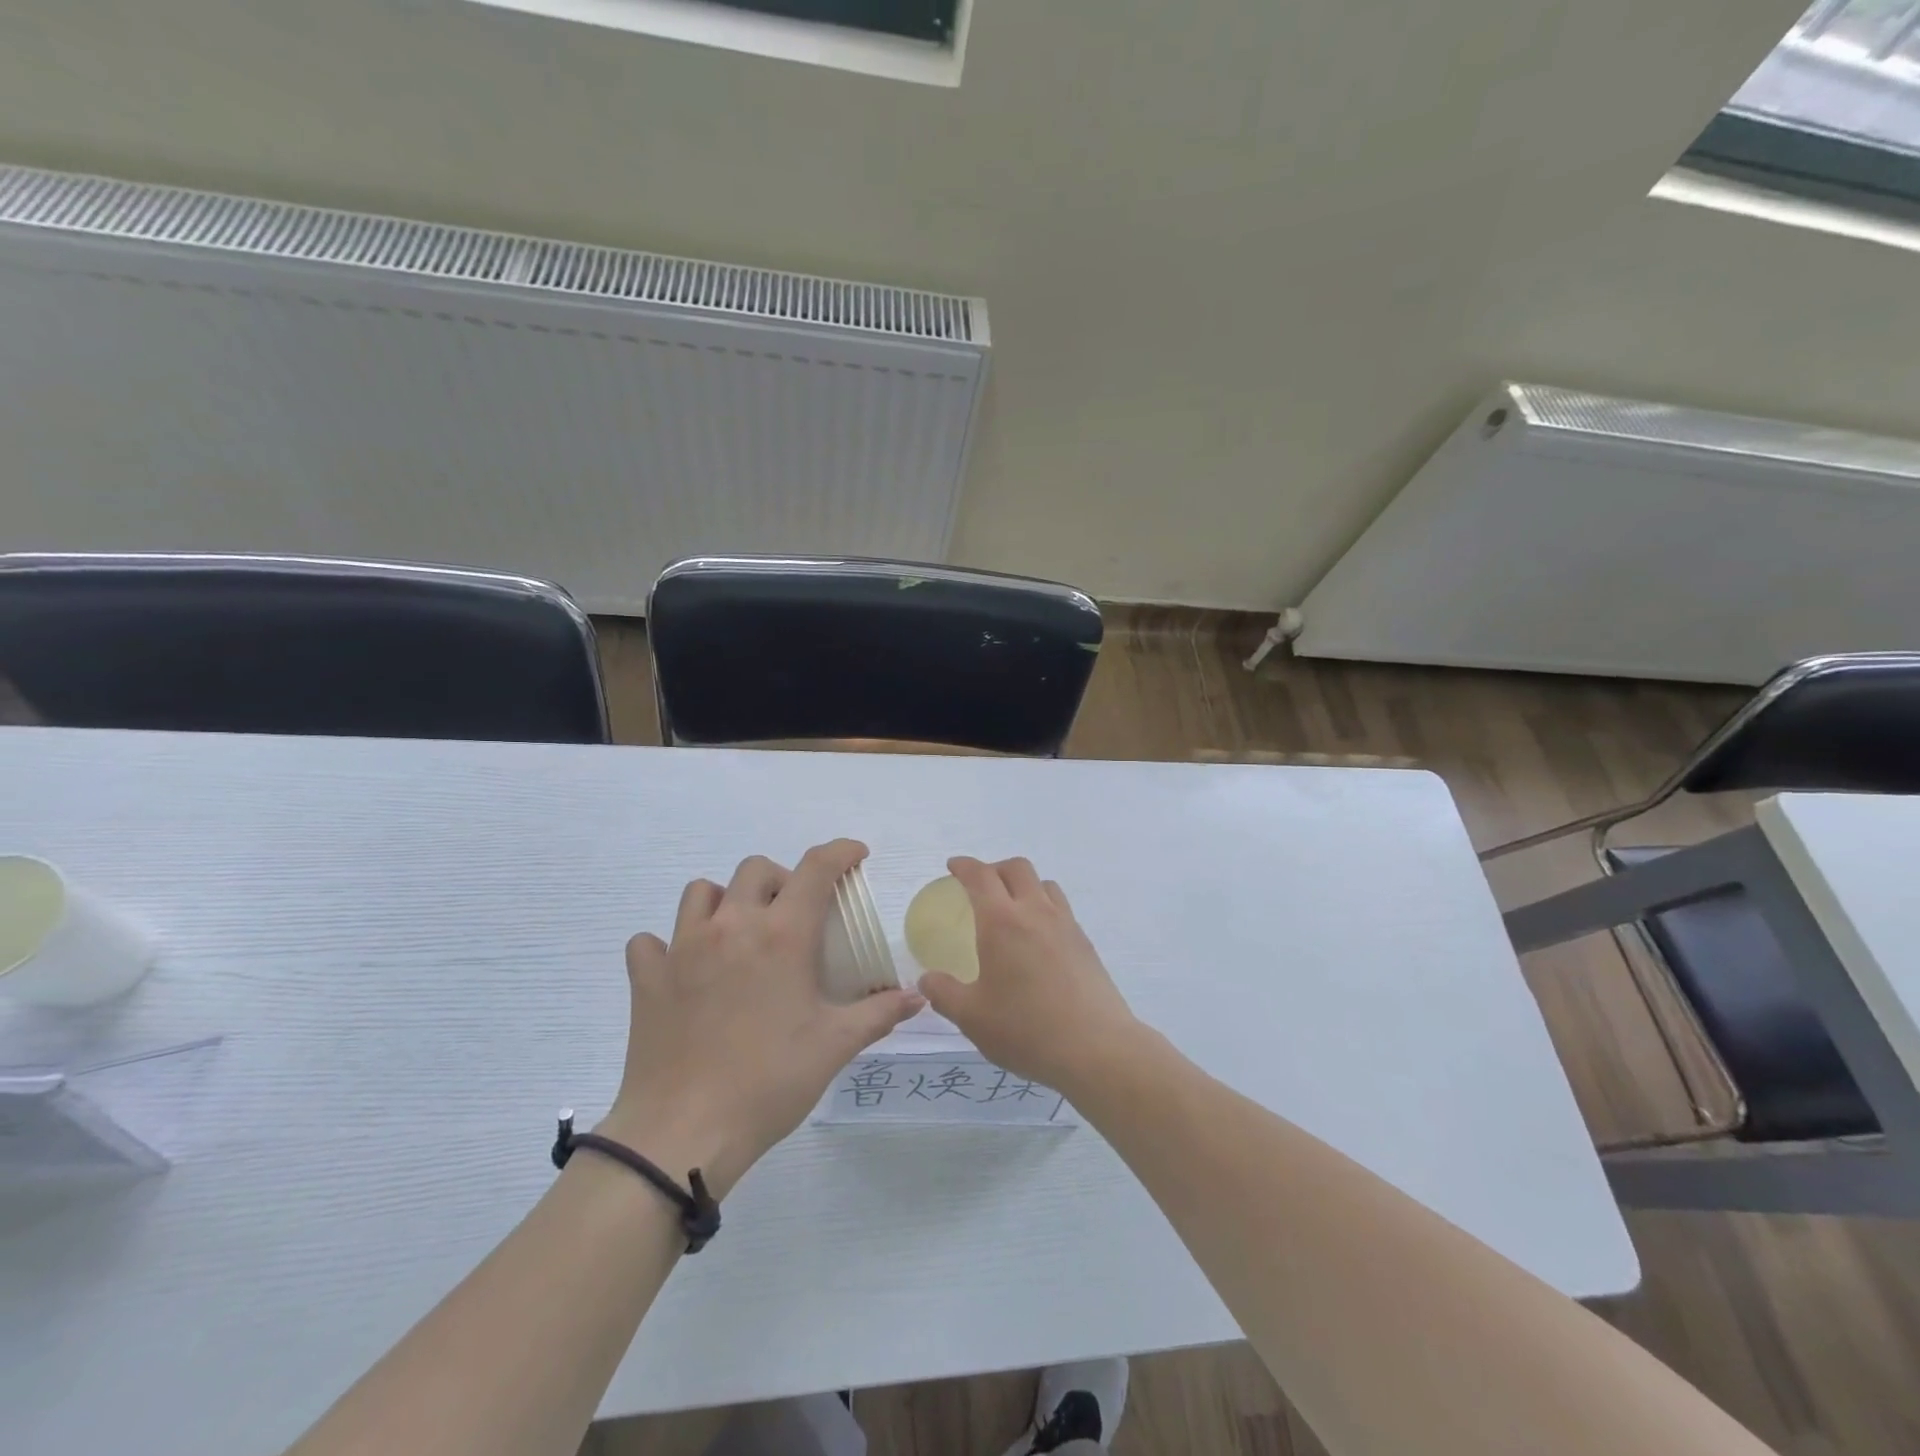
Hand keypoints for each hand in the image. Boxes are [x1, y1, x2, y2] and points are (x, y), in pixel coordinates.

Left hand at [598, 840, 922, 1197]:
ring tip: (739, 934)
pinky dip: (669, 945)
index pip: (816, 868)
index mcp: (782, 935)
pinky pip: (651, 941)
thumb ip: (879, 1013)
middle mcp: (731, 925)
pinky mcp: (647, 977)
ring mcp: (682, 947)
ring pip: (702, 892)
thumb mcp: (835, 1046)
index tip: (855, 856)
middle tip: (794, 916)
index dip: (840, 852)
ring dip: (726, 901)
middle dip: (782, 880)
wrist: (683, 1132)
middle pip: (756, 869)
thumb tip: (916, 997)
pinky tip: (685, 971)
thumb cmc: (769, 1082)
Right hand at [914, 856, 1140, 1095]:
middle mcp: (1036, 912)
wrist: (1096, 1048)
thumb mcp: (972, 1017)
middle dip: (995, 868)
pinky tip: (1038, 939)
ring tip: (1012, 908)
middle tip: (980, 886)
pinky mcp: (1085, 943)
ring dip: (1024, 884)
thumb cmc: (1026, 1029)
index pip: (981, 876)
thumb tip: (927, 980)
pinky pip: (1061, 908)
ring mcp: (1066, 925)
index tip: (952, 866)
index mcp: (1002, 922)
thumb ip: (944, 994)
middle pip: (1017, 868)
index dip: (964, 866)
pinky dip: (1044, 907)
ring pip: (1044, 884)